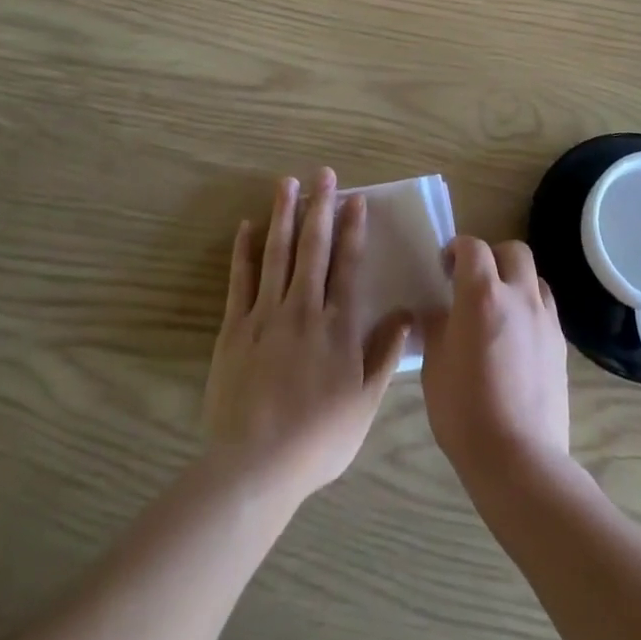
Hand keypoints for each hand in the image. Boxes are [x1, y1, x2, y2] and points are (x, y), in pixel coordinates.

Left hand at [203, 169, 412, 506]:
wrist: (256, 465)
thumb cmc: (319, 438)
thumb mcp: (365, 403)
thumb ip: (384, 354)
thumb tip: (405, 314)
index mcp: (337, 326)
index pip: (348, 265)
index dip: (353, 230)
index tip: (355, 200)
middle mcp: (303, 309)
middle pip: (313, 248)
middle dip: (319, 207)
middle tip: (323, 173)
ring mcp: (265, 315)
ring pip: (276, 253)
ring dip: (283, 215)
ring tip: (287, 182)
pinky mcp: (235, 328)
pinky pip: (240, 280)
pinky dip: (244, 251)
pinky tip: (246, 226)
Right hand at [420, 237, 570, 486]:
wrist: (519, 459)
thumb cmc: (465, 411)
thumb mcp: (434, 365)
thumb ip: (436, 326)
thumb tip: (436, 311)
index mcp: (482, 295)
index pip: (473, 247)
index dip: (457, 249)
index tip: (445, 267)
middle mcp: (519, 296)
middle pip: (514, 251)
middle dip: (493, 256)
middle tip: (474, 281)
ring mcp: (545, 320)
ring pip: (535, 278)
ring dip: (516, 281)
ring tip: (499, 309)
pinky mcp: (561, 345)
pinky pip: (545, 310)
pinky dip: (530, 310)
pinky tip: (516, 340)